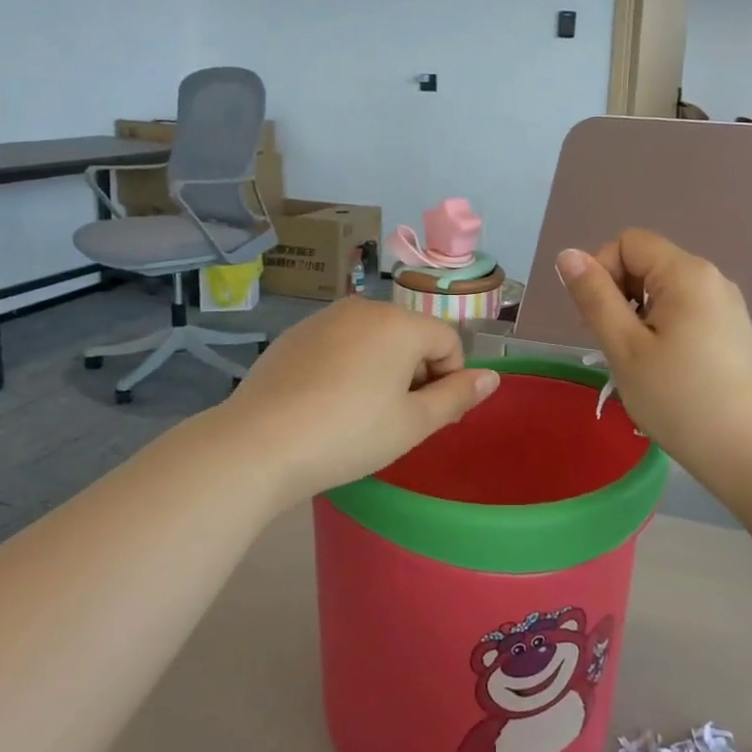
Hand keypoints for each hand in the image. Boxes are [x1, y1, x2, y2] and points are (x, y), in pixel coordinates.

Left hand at [220, 297, 499, 506]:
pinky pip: (339, 344)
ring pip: (373, 339)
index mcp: (400, 323)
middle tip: (395, 421)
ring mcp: (325, 318)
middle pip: (410, 336)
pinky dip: (346, 367)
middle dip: (414, 373)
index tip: (427, 418)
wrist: (259, 443)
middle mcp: (364, 308)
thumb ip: (457, 396)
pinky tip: (326, 404)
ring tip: (359, 414)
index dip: (449, 381)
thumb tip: (493, 377)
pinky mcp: (295, 334)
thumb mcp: (412, 423)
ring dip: (381, 370)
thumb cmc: (349, 434)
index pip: (448, 342)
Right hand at [556, 231, 751, 500]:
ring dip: (637, 313)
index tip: (596, 319)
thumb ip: (594, 296)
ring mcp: (725, 304)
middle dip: (618, 293)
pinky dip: (661, 326)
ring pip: (663, 288)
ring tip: (636, 360)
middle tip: (611, 345)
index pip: (628, 242)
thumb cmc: (678, 399)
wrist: (748, 453)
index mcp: (687, 273)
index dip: (601, 271)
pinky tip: (662, 366)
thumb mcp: (624, 347)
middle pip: (646, 262)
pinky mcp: (731, 328)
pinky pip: (684, 308)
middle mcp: (711, 277)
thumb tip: (567, 254)